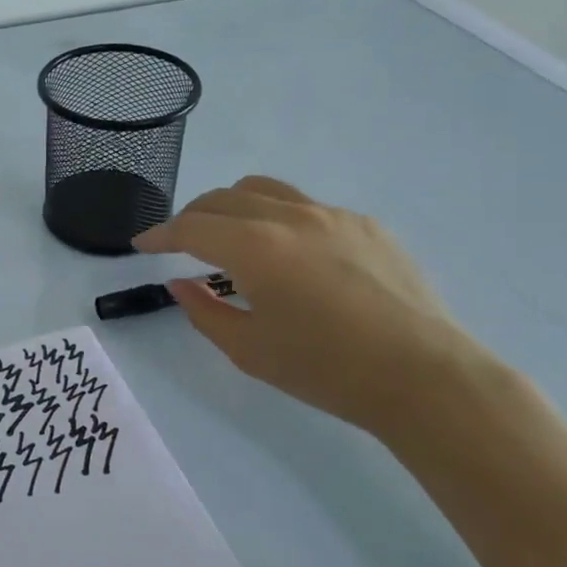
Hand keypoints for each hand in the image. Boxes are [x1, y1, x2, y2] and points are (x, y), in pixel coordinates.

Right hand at [136, 176, 485, 435]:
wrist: (425, 376)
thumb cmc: (327, 370)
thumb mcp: (248, 350)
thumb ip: (203, 310)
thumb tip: (181, 283)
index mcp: (255, 247)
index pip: (191, 227)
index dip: (159, 234)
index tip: (141, 245)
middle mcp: (290, 216)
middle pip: (223, 198)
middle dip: (192, 217)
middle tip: (180, 244)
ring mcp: (332, 215)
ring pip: (265, 190)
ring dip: (233, 206)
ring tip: (230, 236)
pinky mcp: (366, 225)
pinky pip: (306, 207)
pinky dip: (278, 219)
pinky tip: (291, 256)